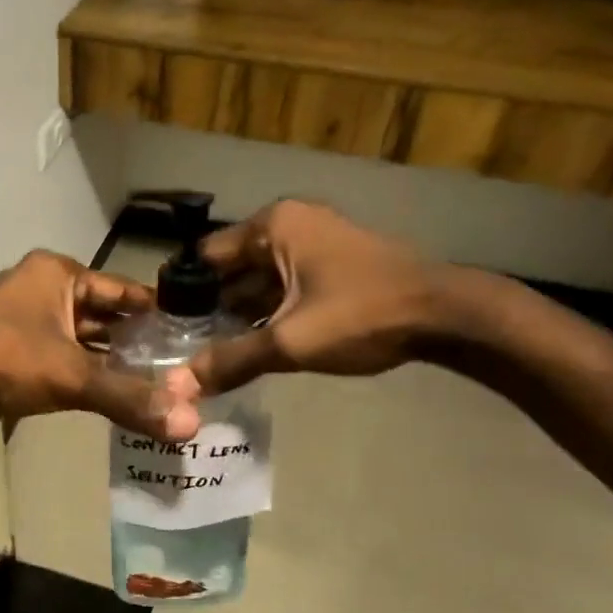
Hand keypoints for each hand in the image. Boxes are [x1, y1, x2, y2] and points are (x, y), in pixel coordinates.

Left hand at [0, 251, 200, 440]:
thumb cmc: (4, 362)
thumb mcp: (73, 377)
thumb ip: (129, 398)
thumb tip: (189, 424)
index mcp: (58, 274)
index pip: (123, 289)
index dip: (157, 313)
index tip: (191, 337)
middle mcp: (40, 286)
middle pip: (102, 314)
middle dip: (135, 342)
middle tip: (178, 369)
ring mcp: (21, 316)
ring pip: (78, 338)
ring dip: (108, 360)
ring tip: (151, 386)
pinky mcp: (7, 346)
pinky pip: (57, 355)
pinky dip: (81, 371)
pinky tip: (106, 395)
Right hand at [170, 199, 450, 398]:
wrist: (448, 315)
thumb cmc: (362, 315)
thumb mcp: (290, 341)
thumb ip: (232, 360)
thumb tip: (178, 388)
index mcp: (273, 225)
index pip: (206, 256)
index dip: (183, 294)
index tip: (164, 330)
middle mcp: (290, 224)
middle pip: (231, 269)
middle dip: (211, 308)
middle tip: (184, 349)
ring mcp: (315, 241)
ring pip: (259, 280)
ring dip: (240, 314)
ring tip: (211, 354)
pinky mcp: (333, 262)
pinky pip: (284, 285)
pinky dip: (268, 311)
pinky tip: (253, 345)